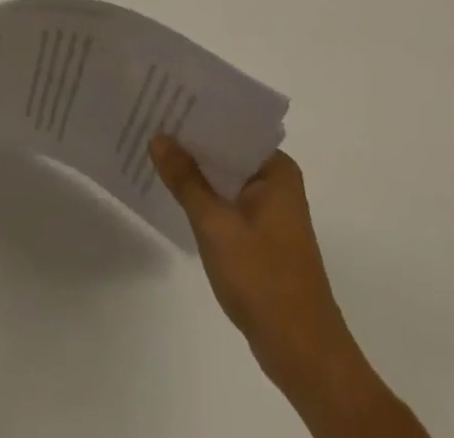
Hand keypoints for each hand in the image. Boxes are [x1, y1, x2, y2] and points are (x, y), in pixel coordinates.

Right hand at [150, 135, 427, 436]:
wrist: (303, 355)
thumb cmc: (263, 280)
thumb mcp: (215, 225)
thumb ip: (185, 179)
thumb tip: (158, 136)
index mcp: (276, 169)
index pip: (232, 125)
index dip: (197, 113)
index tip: (163, 98)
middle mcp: (277, 182)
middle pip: (227, 149)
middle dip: (191, 140)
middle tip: (149, 118)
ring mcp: (270, 210)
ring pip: (225, 176)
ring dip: (196, 168)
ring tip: (153, 148)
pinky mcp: (262, 235)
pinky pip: (227, 199)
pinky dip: (204, 194)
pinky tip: (173, 189)